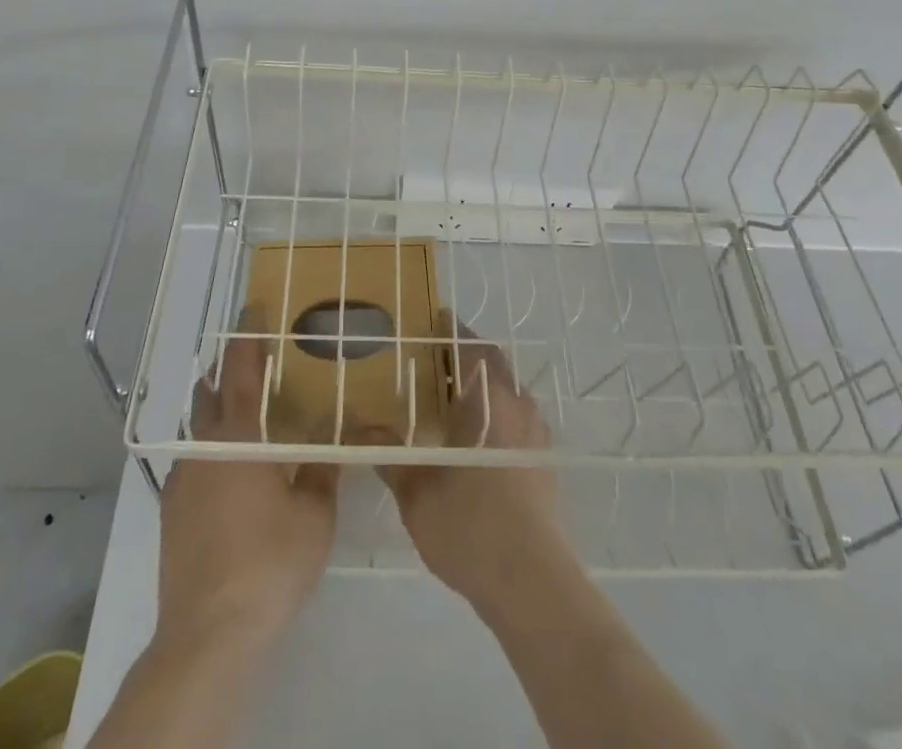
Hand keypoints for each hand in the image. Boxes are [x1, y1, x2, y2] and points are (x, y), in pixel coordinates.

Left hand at [157, 313, 338, 651]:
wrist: (208, 634)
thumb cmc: (269, 563)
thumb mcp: (314, 514)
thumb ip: (324, 466)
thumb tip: (338, 428)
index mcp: (240, 438)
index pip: (243, 371)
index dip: (248, 337)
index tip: (253, 308)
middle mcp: (205, 448)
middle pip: (211, 392)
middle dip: (228, 369)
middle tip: (252, 357)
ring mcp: (182, 481)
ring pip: (200, 430)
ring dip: (218, 411)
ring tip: (247, 416)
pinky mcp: (171, 514)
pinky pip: (194, 463)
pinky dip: (212, 451)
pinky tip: (230, 473)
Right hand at [363, 317, 573, 620]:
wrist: (532, 583)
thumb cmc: (471, 527)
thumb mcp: (417, 494)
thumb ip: (389, 455)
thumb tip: (358, 428)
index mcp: (489, 401)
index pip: (471, 348)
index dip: (453, 331)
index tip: (435, 318)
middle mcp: (517, 407)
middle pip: (493, 366)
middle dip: (466, 357)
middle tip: (433, 360)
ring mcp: (535, 436)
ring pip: (507, 393)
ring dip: (483, 386)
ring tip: (450, 398)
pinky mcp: (543, 464)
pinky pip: (517, 420)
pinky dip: (496, 414)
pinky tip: (474, 439)